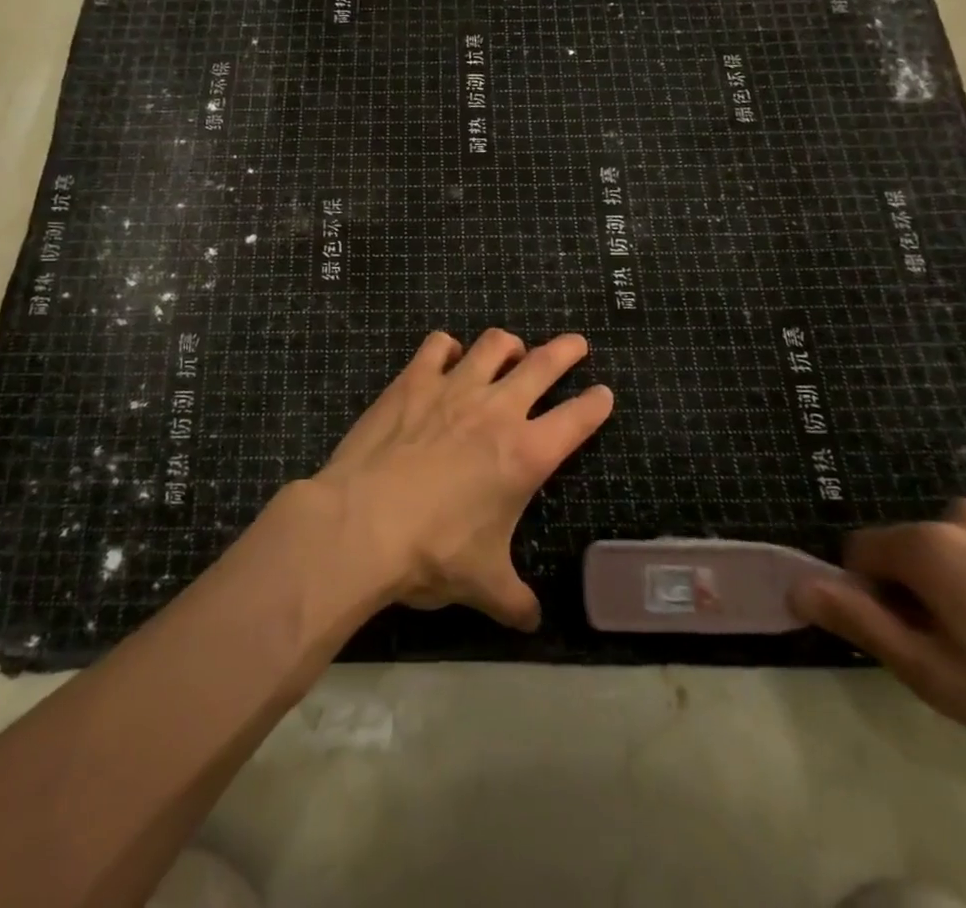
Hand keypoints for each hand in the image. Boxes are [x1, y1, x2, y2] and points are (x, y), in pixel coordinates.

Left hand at [309, 329, 612, 629]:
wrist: (361, 524)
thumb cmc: (432, 554)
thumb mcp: (482, 585)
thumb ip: (514, 600)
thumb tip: (532, 621)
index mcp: (526, 455)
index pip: (578, 419)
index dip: (596, 404)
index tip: (604, 394)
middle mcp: (497, 410)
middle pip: (543, 364)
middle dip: (566, 351)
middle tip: (576, 344)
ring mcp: (454, 388)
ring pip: (493, 345)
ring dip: (509, 344)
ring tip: (511, 349)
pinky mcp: (413, 380)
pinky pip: (438, 345)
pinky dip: (448, 347)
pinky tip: (447, 356)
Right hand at [789, 500, 965, 777]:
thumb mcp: (932, 675)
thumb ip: (858, 621)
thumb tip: (796, 586)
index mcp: (927, 545)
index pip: (863, 553)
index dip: (876, 596)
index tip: (915, 638)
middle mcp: (961, 514)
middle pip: (911, 546)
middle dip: (920, 586)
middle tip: (964, 645)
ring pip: (954, 541)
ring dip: (961, 575)